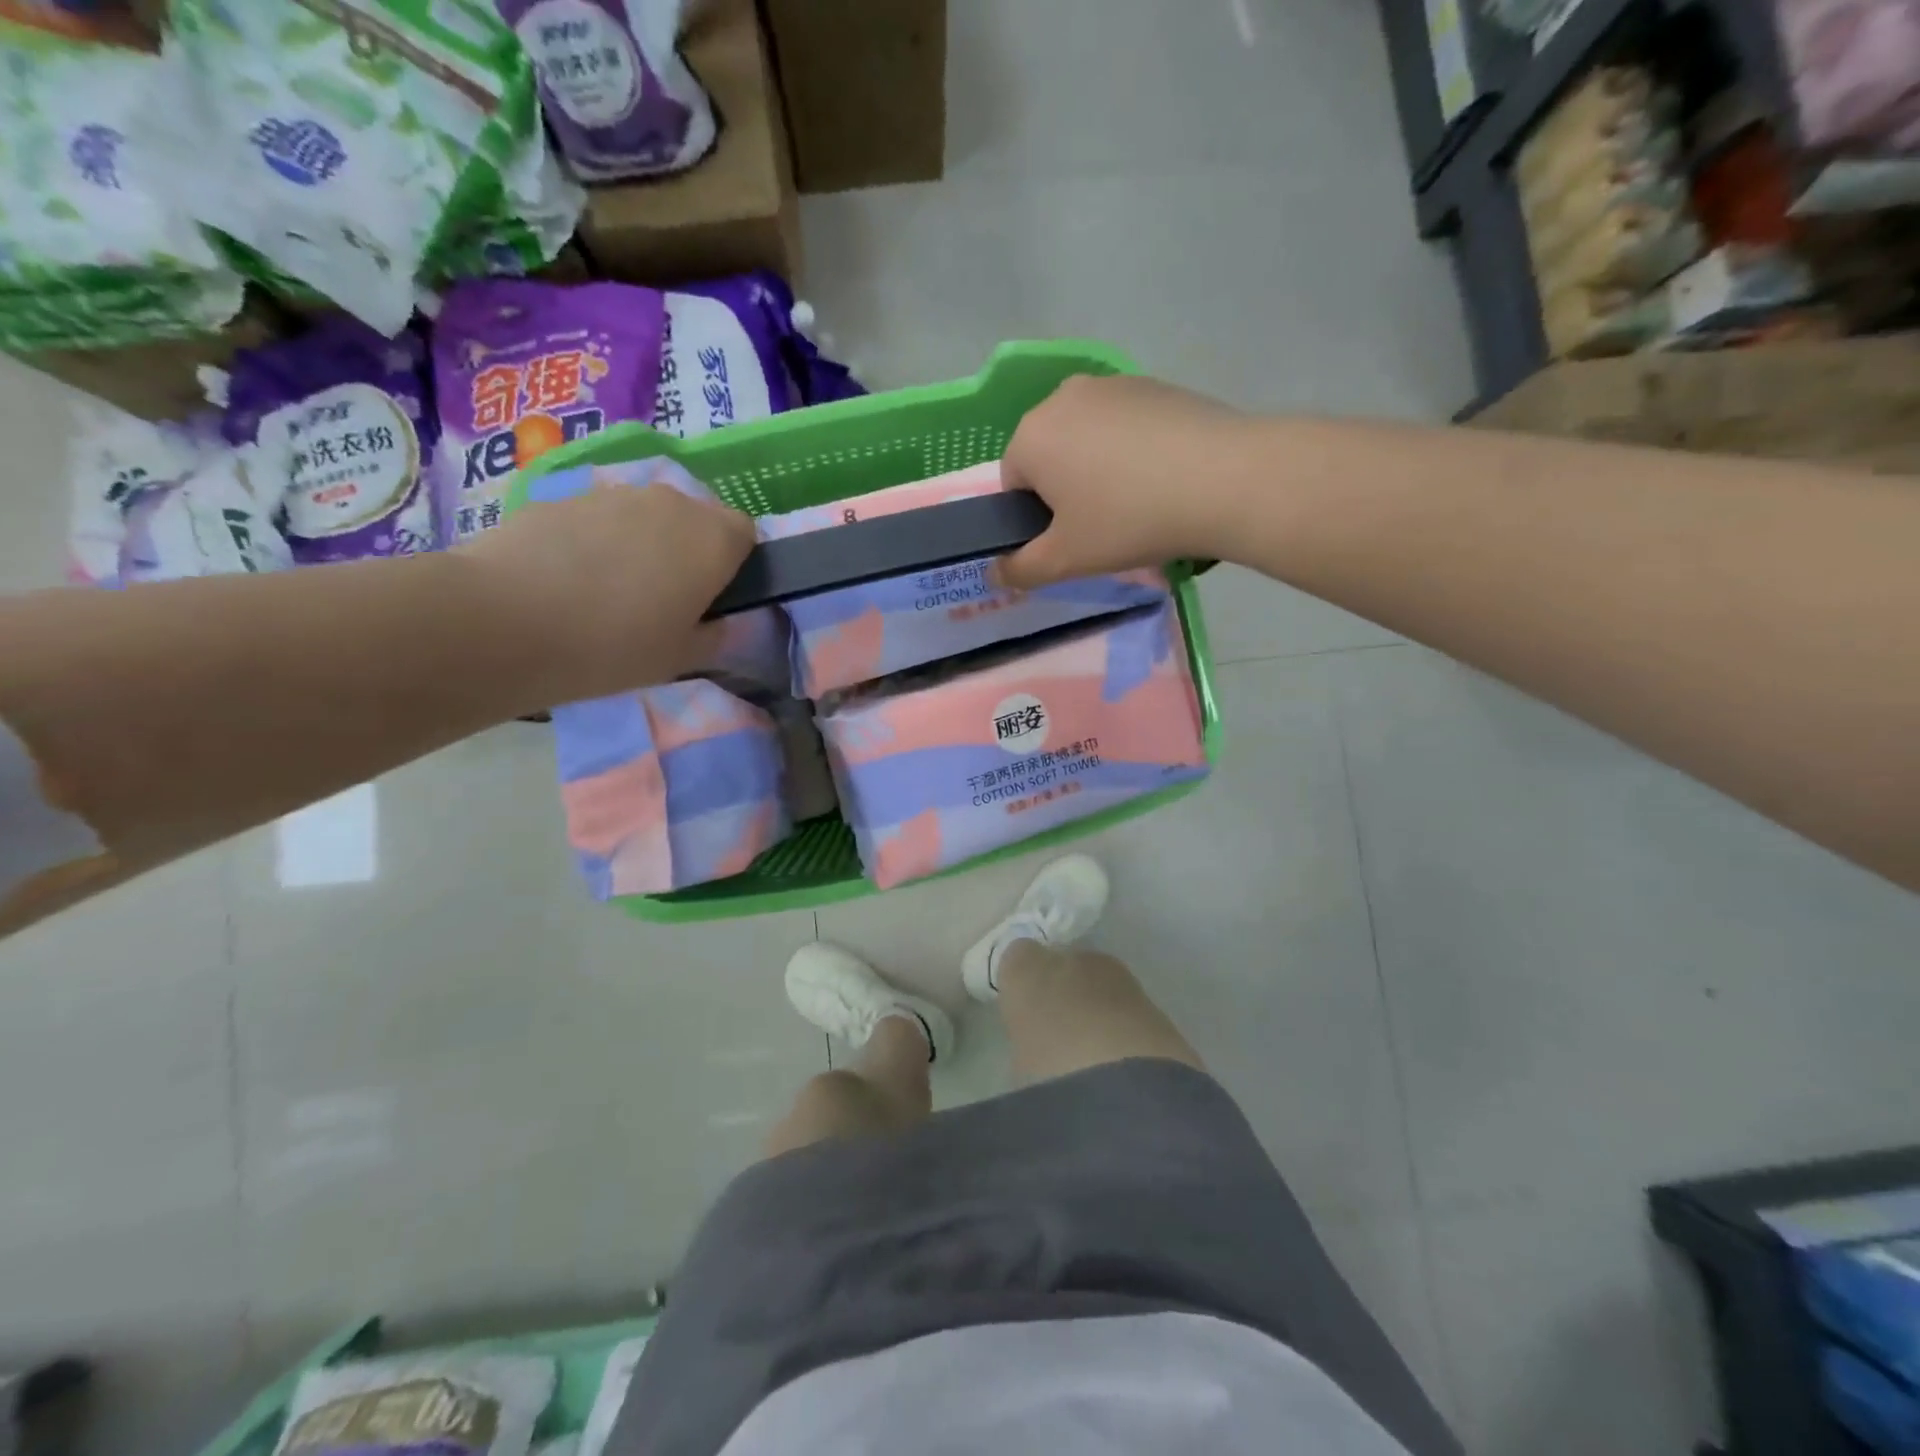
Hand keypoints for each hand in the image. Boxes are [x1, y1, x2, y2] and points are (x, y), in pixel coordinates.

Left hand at [463, 482, 755, 701]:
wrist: (504, 622)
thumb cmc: (614, 646)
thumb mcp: (683, 658)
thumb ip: (716, 634)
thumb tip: (718, 619)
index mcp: (713, 539)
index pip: (747, 533)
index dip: (735, 564)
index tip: (714, 597)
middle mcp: (671, 503)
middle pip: (696, 519)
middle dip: (690, 551)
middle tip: (665, 599)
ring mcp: (614, 494)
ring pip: (647, 517)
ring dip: (643, 544)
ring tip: (610, 592)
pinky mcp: (563, 496)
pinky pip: (600, 519)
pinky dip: (597, 542)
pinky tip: (569, 581)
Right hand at [998, 374, 1250, 588]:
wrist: (1225, 480)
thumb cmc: (1129, 521)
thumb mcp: (1066, 560)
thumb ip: (1019, 570)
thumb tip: (992, 572)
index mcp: (1032, 435)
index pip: (1011, 484)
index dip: (1035, 519)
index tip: (1070, 538)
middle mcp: (1063, 397)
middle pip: (1048, 455)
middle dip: (1065, 490)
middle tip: (1103, 525)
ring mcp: (1112, 384)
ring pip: (1087, 439)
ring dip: (1098, 469)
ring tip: (1138, 501)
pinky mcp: (1154, 384)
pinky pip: (1124, 426)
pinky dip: (1132, 451)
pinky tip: (1163, 477)